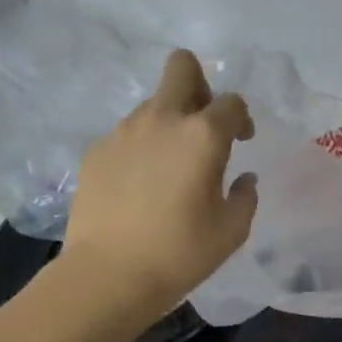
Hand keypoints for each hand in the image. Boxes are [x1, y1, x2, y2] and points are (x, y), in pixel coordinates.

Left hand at [60, 50, 258, 321]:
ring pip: (152, 104)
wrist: (108, 274)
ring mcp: (124, 132)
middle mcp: (162, 120)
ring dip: (168, 123)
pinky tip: (140, 187)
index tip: (242, 142)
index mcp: (203, 135)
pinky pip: (127, 135)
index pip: (231, 102)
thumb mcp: (232, 230)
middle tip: (202, 123)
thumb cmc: (181, 252)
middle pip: (181, 67)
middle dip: (199, 84)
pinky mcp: (96, 151)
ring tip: (169, 168)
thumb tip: (242, 179)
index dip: (241, 118)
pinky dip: (140, 149)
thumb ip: (245, 197)